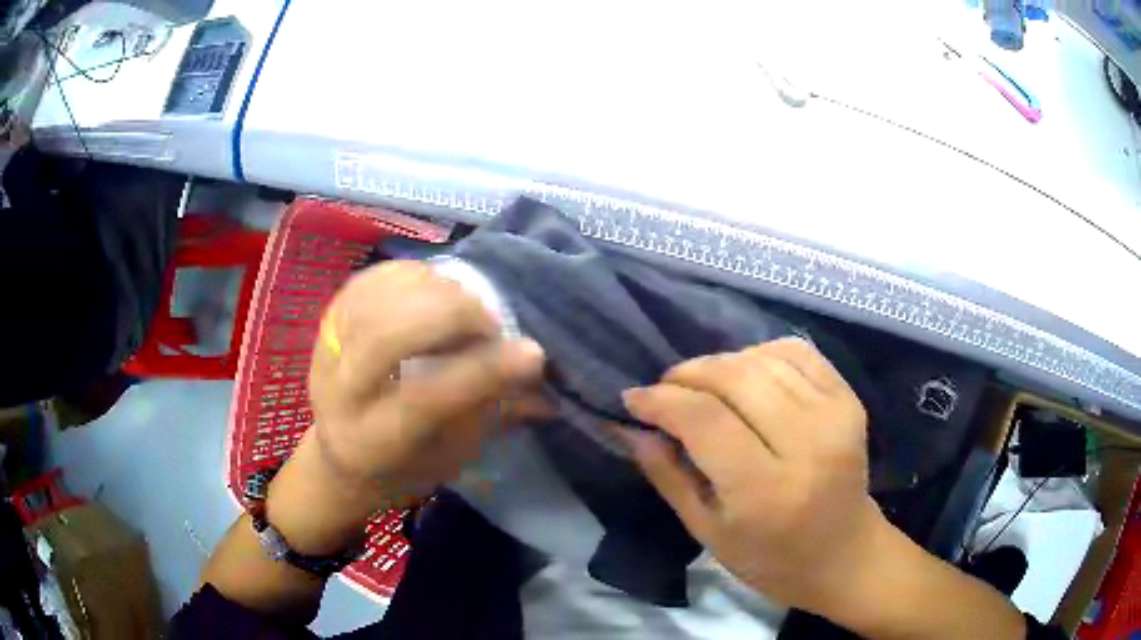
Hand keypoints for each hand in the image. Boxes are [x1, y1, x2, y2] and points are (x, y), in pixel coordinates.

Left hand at [307, 260, 546, 505]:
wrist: (339, 450)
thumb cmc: (402, 464)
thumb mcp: (448, 457)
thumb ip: (490, 417)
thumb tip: (545, 390)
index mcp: (372, 441)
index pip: (425, 400)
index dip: (480, 372)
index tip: (531, 354)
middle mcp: (340, 391)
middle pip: (386, 338)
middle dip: (450, 317)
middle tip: (491, 322)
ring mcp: (327, 347)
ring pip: (376, 299)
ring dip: (433, 290)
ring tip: (467, 303)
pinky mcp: (329, 316)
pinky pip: (370, 279)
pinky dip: (411, 274)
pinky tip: (438, 285)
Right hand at [616, 337, 888, 615]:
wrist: (843, 552)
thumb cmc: (770, 558)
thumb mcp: (707, 531)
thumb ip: (667, 475)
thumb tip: (630, 426)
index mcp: (766, 490)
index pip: (705, 421)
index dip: (662, 401)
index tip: (633, 398)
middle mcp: (807, 443)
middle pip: (736, 379)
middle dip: (688, 374)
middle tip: (665, 388)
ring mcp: (835, 414)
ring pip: (763, 359)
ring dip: (721, 363)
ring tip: (702, 385)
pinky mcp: (849, 398)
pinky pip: (796, 352)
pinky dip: (761, 353)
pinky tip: (745, 374)